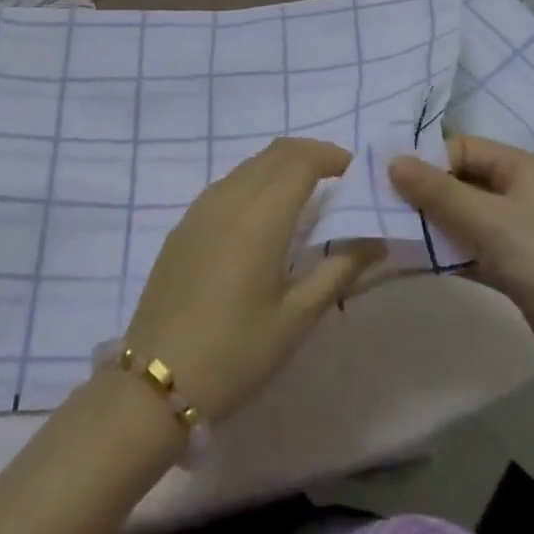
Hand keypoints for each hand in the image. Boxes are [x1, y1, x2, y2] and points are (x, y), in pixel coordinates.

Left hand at [125, 137, 379, 421]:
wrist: (157, 380)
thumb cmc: (236, 352)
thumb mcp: (297, 318)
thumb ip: (339, 271)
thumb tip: (376, 241)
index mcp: (261, 216)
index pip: (302, 161)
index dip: (331, 156)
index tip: (355, 171)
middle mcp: (230, 198)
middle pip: (275, 153)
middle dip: (310, 154)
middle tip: (337, 177)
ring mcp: (201, 208)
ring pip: (249, 165)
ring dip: (281, 165)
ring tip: (305, 193)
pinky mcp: (184, 224)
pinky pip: (227, 183)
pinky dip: (255, 180)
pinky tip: (263, 214)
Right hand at [389, 135, 533, 417]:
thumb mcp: (490, 222)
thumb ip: (438, 192)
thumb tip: (392, 159)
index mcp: (523, 168)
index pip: (462, 148)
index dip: (426, 160)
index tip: (387, 181)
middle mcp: (522, 194)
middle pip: (462, 182)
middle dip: (424, 194)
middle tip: (380, 208)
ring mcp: (521, 235)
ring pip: (465, 219)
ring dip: (432, 226)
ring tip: (388, 235)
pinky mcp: (519, 271)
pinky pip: (473, 252)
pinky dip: (448, 255)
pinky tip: (415, 264)